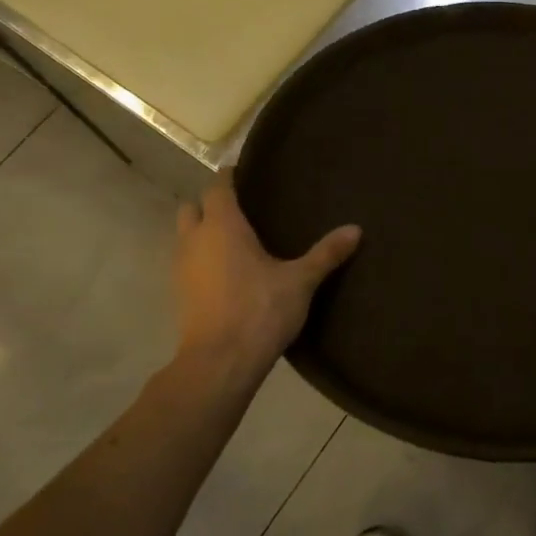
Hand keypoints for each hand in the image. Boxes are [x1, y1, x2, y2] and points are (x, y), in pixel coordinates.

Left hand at [170, 179, 359, 389]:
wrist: (220, 362)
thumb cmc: (260, 310)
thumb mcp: (301, 281)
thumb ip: (326, 254)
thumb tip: (356, 229)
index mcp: (222, 226)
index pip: (218, 187)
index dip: (229, 177)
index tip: (244, 173)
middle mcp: (195, 240)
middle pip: (192, 208)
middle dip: (210, 205)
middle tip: (241, 210)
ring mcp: (182, 268)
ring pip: (185, 237)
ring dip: (202, 233)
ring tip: (235, 241)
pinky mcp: (180, 295)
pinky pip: (187, 263)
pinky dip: (202, 259)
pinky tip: (227, 272)